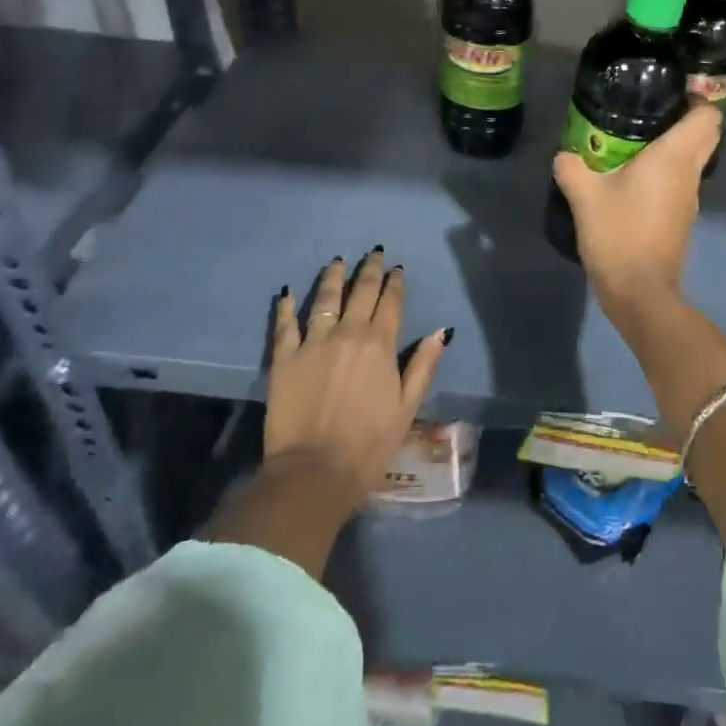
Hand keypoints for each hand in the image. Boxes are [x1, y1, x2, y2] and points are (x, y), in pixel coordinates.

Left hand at [264, 249, 449, 506]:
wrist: (314, 472)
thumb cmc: (369, 443)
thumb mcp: (407, 407)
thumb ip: (424, 365)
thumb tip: (442, 331)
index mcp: (380, 344)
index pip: (391, 302)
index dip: (395, 283)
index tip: (397, 269)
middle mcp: (348, 333)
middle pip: (361, 292)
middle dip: (370, 271)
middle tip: (374, 254)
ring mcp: (313, 342)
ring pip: (325, 298)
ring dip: (333, 277)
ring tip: (338, 262)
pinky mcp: (284, 358)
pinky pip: (285, 325)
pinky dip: (287, 306)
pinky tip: (288, 292)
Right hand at [553, 102, 720, 302]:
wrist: (640, 292)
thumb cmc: (618, 234)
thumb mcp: (584, 197)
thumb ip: (572, 168)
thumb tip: (564, 155)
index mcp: (674, 157)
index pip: (708, 116)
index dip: (697, 99)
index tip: (671, 93)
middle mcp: (690, 173)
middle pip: (706, 135)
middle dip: (686, 119)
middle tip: (651, 113)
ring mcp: (691, 199)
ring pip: (694, 160)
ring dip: (675, 148)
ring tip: (637, 144)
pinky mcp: (682, 219)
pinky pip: (681, 183)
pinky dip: (666, 173)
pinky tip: (634, 180)